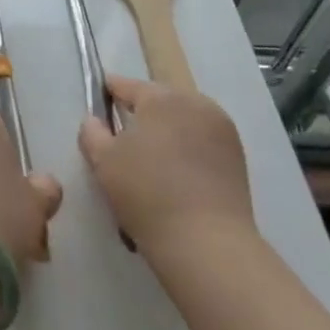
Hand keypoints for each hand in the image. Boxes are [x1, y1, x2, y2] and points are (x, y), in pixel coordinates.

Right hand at [79, 75, 254, 257]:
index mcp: (162, 97)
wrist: (206, 243)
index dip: (110, 92)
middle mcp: (195, 103)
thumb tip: (95, 120)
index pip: (127, 86)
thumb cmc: (147, 194)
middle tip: (123, 137)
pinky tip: (176, 174)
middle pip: (159, 101)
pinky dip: (187, 149)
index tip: (99, 102)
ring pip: (183, 121)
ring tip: (152, 159)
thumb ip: (92, 133)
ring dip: (167, 131)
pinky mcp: (237, 156)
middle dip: (141, 113)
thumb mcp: (103, 162)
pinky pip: (202, 141)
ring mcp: (221, 128)